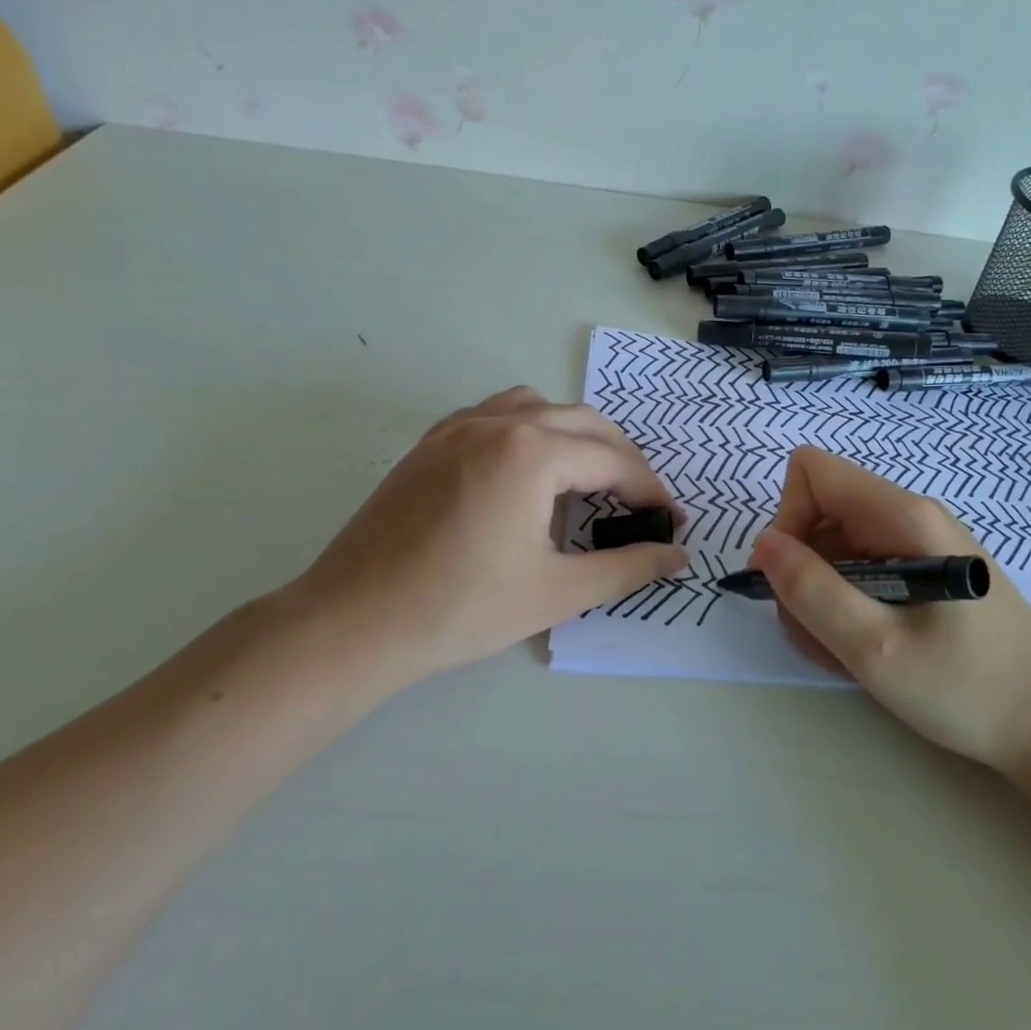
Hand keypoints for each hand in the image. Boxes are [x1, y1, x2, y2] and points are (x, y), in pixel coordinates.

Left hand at [277, 387, 685, 699]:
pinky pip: (495, 414)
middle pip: (583, 422)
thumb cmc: (461, 609)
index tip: (671, 521)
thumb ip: (627, 568)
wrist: (353, 622)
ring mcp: (457, 426)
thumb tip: (677, 555)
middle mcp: (498, 422)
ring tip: (588, 477)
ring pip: (538, 406)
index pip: (613, 461)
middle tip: (641, 501)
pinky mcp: (430, 443)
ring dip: (575, 434)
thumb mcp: (556, 591)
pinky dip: (529, 429)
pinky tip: (527, 470)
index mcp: (532, 453)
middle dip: (622, 457)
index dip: (650, 491)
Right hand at [750, 447, 1030, 774]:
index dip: (788, 517)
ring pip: (836, 547)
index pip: (813, 471)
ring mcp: (918, 544)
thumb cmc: (968, 688)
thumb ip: (812, 591)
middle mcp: (909, 516)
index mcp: (903, 515)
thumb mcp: (876, 648)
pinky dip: (847, 606)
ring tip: (843, 651)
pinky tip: (866, 648)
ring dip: (821, 596)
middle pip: (820, 512)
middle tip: (817, 633)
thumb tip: (764, 544)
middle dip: (802, 570)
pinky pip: (862, 570)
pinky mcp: (924, 573)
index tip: (791, 579)